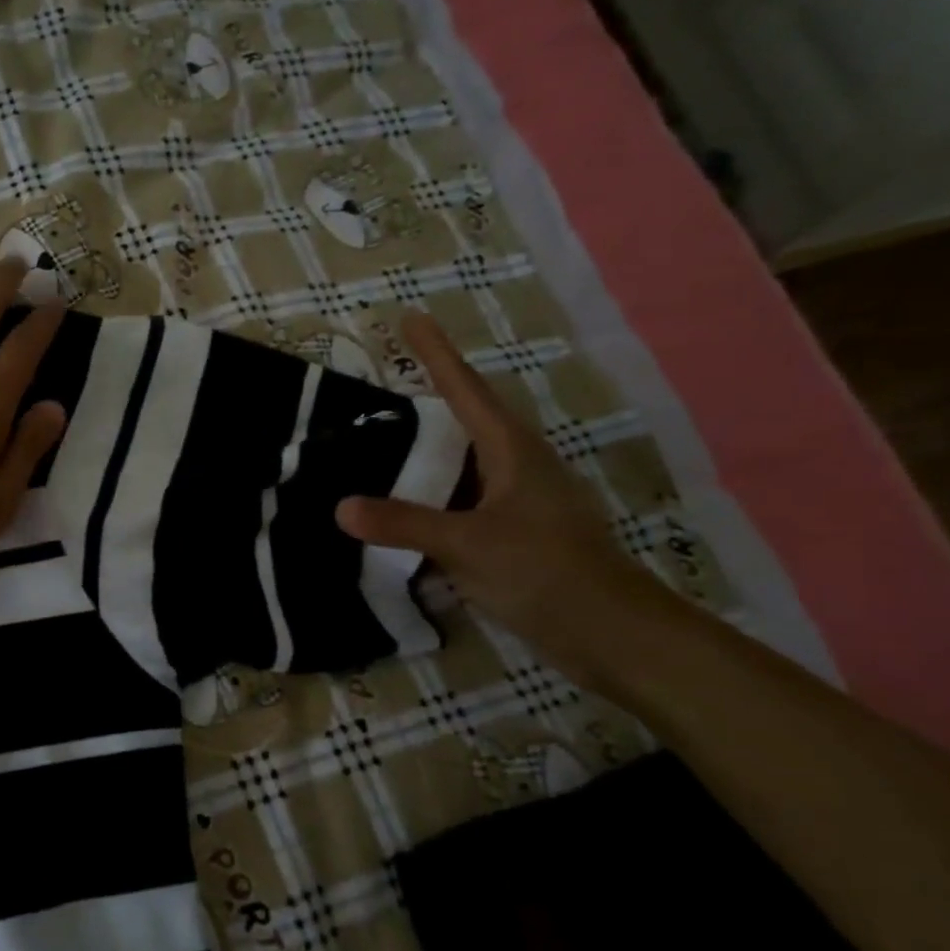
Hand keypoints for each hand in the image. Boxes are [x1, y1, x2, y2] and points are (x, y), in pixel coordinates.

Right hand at [335, 314, 664, 677]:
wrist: (610, 633)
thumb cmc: (546, 570)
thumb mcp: (469, 543)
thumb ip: (404, 523)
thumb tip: (339, 507)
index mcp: (511, 451)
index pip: (465, 389)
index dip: (436, 352)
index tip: (411, 317)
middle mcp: (514, 468)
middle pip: (463, 422)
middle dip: (425, 402)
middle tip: (377, 392)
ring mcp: (514, 503)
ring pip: (459, 467)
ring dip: (422, 457)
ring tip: (376, 447)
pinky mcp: (510, 535)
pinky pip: (457, 504)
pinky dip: (427, 500)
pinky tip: (398, 511)